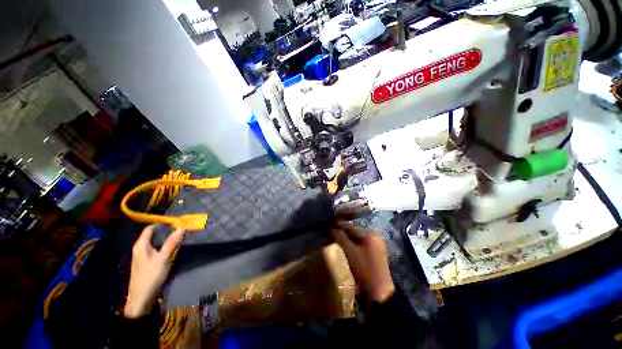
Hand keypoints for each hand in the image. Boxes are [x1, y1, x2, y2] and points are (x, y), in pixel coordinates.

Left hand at [124, 224, 184, 318]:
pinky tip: (173, 249)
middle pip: (154, 235)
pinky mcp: (147, 263)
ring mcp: (143, 256)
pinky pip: (157, 250)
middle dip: (167, 231)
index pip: (151, 228)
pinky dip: (165, 247)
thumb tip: (182, 227)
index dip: (163, 223)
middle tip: (182, 229)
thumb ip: (172, 242)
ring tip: (180, 237)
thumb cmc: (151, 276)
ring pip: (156, 242)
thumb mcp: (163, 258)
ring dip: (167, 239)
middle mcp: (141, 248)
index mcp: (141, 245)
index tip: (177, 221)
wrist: (141, 299)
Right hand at [331, 222, 394, 302]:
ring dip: (346, 237)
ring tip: (334, 237)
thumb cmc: (365, 269)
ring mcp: (374, 245)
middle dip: (342, 231)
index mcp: (371, 233)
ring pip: (357, 237)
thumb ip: (339, 237)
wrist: (379, 292)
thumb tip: (329, 228)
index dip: (339, 225)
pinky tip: (344, 245)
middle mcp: (374, 236)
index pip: (351, 226)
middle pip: (354, 230)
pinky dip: (351, 243)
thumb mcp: (350, 251)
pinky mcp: (373, 253)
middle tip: (330, 231)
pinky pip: (360, 244)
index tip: (328, 225)